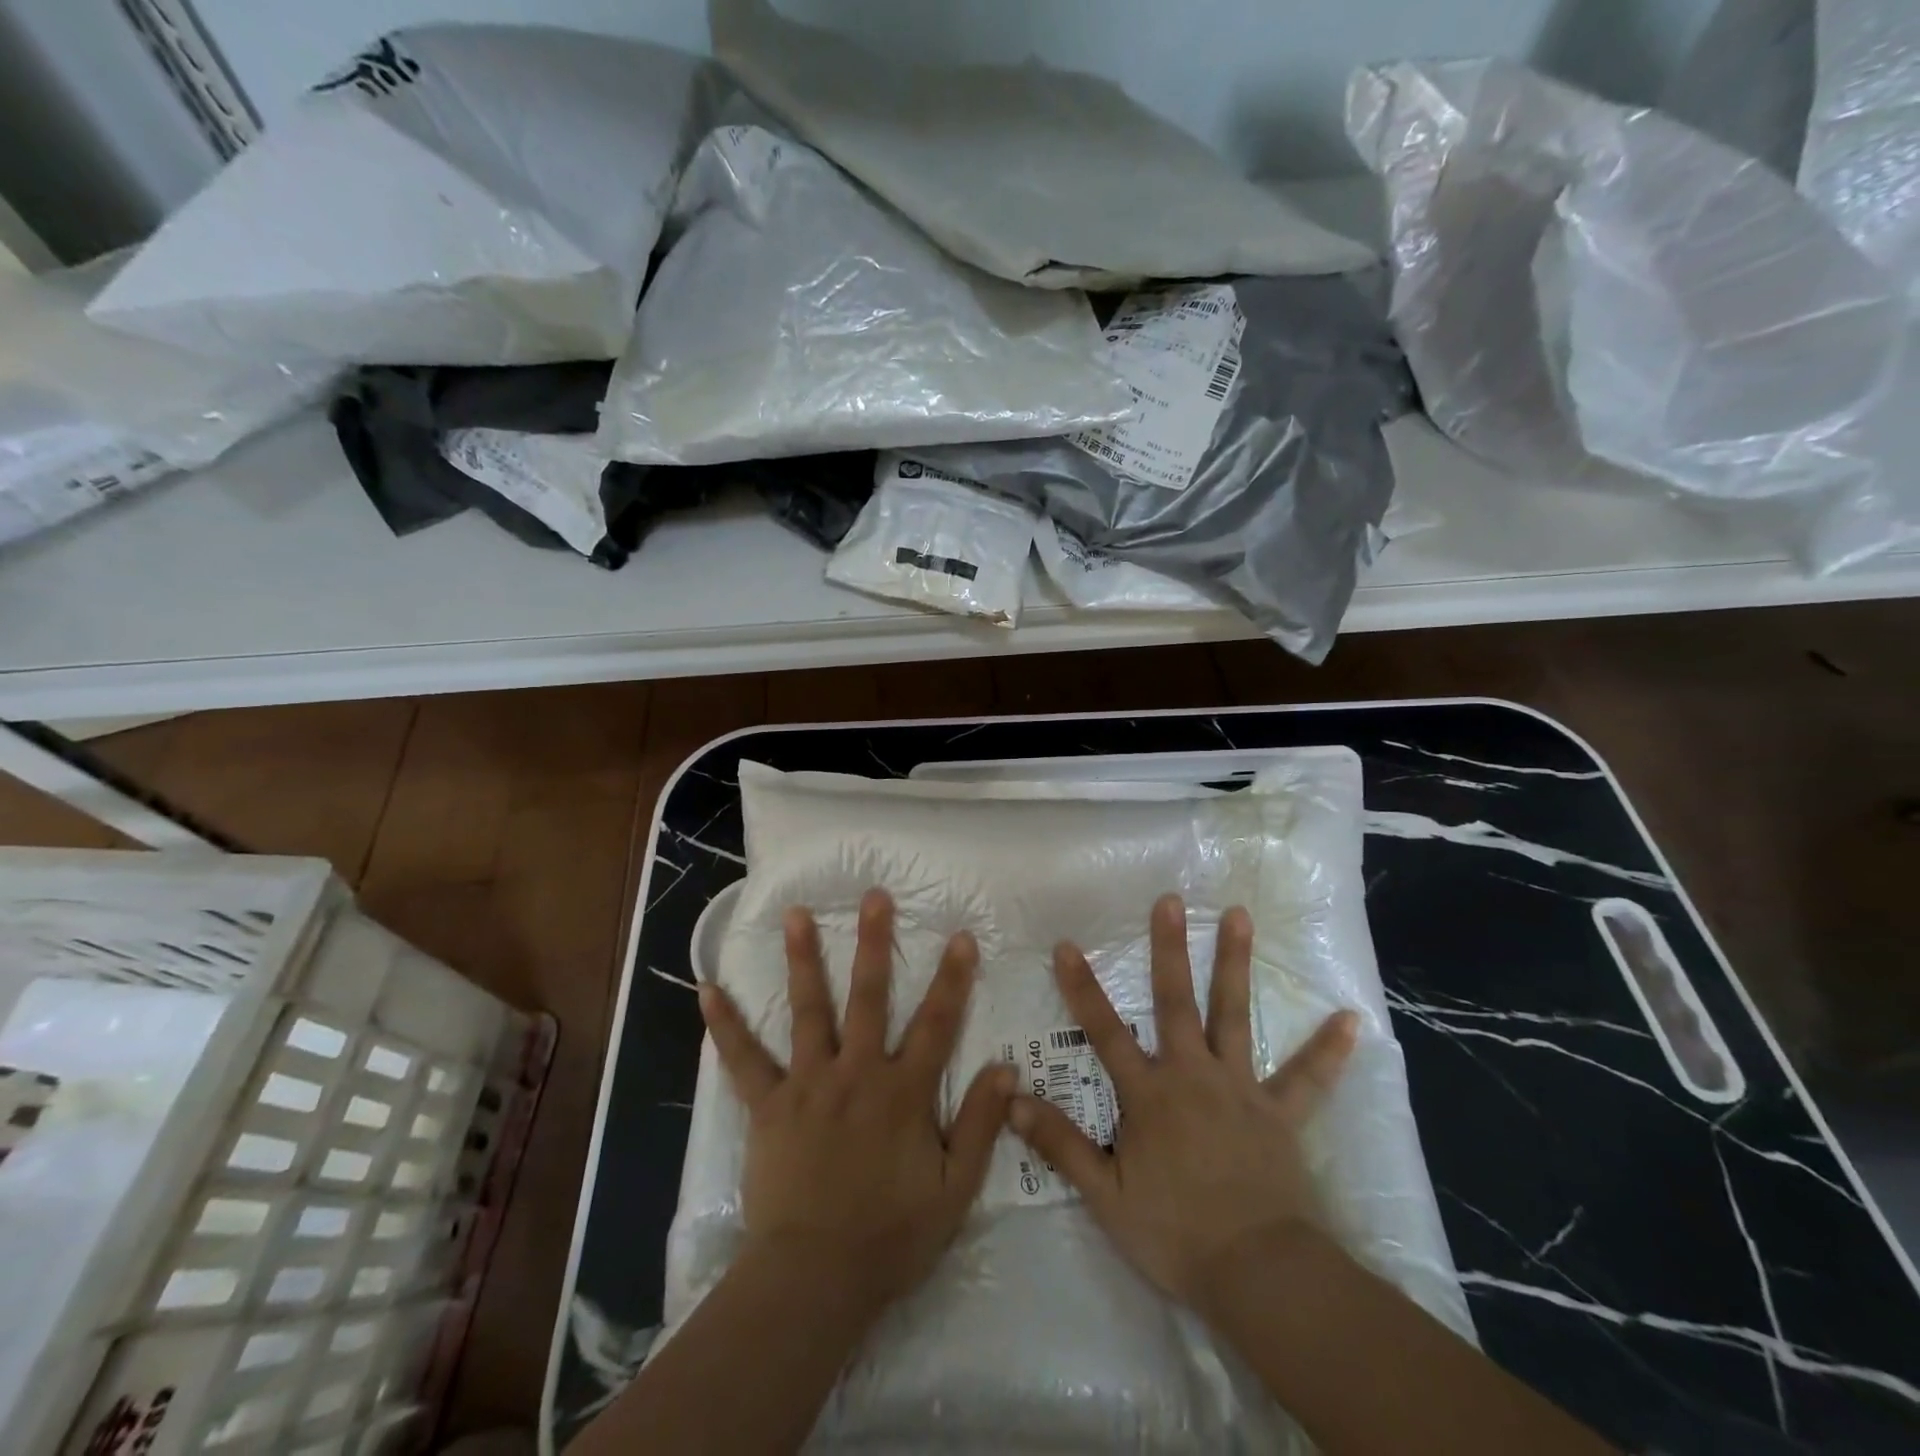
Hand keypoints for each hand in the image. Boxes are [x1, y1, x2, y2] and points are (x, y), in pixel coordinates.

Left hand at [698, 887, 1014, 1311]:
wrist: (815, 1279)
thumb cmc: (890, 1237)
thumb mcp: (954, 1190)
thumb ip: (980, 1126)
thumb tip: (1006, 1069)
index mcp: (903, 1092)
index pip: (937, 1023)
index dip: (952, 978)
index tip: (960, 935)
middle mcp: (857, 1073)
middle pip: (869, 996)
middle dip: (874, 942)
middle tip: (873, 896)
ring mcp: (809, 1084)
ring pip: (808, 1010)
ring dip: (802, 959)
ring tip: (795, 914)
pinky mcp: (769, 1105)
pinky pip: (744, 1060)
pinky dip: (726, 1026)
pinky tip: (707, 990)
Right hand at [1008, 893, 1358, 1310]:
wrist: (1258, 1275)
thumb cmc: (1176, 1234)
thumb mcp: (1105, 1196)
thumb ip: (1061, 1143)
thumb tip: (1013, 1099)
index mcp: (1150, 1095)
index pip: (1105, 1032)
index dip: (1083, 989)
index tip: (1068, 945)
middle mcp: (1193, 1076)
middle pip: (1177, 1002)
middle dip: (1170, 949)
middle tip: (1171, 900)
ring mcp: (1241, 1089)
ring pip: (1234, 1016)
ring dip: (1236, 963)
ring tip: (1240, 915)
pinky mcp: (1280, 1114)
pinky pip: (1307, 1077)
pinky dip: (1328, 1049)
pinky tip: (1352, 1019)